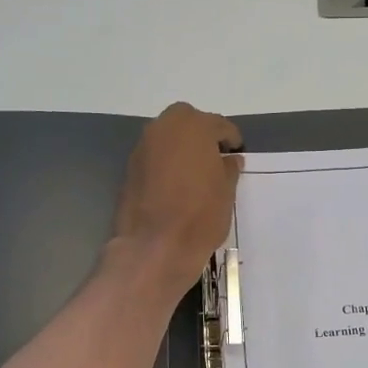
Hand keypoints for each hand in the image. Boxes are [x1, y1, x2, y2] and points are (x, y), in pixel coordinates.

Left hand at [111, 103, 242, 300]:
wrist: (155, 246)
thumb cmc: (200, 215)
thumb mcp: (227, 192)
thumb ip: (229, 169)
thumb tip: (230, 159)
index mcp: (194, 127)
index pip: (219, 125)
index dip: (231, 139)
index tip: (237, 152)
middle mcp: (164, 128)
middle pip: (187, 121)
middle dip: (202, 134)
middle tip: (215, 157)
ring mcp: (143, 147)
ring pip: (167, 137)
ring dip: (182, 148)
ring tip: (196, 173)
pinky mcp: (130, 168)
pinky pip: (155, 156)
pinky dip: (166, 163)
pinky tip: (176, 185)